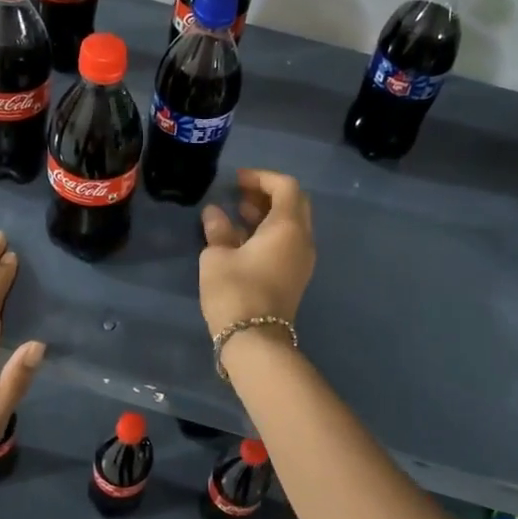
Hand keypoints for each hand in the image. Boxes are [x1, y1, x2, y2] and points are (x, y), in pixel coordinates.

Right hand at [199, 169, 315, 335]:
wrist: (255, 341)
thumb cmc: (235, 291)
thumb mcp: (217, 257)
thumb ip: (218, 230)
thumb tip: (215, 213)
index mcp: (288, 227)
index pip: (285, 187)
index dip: (261, 177)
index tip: (236, 180)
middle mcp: (302, 240)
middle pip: (294, 203)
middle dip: (268, 193)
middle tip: (240, 193)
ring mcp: (302, 260)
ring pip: (292, 224)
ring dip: (268, 213)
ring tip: (238, 213)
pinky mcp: (295, 277)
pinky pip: (288, 242)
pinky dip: (270, 232)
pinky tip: (244, 238)